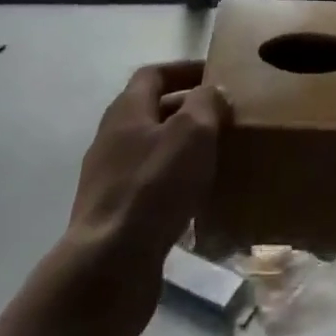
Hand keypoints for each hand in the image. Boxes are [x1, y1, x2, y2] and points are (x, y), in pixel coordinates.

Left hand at [55, 61, 226, 335]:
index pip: (153, 74)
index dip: (184, 70)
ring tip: (219, 157)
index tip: (216, 75)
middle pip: (153, 112)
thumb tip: (212, 93)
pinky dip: (176, 185)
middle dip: (189, 110)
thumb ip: (206, 103)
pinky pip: (151, 188)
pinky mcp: (116, 215)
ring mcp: (110, 179)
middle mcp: (113, 139)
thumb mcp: (192, 132)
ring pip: (153, 151)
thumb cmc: (153, 187)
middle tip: (226, 117)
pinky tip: (200, 201)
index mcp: (126, 111)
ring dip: (184, 150)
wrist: (109, 265)